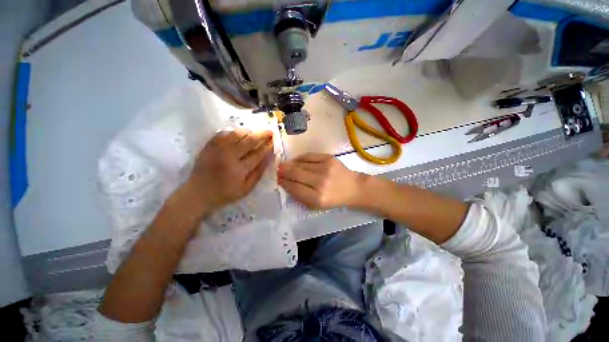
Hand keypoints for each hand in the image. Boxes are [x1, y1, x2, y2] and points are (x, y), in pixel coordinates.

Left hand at [185, 129, 273, 210]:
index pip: (257, 154)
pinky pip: (224, 133)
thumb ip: (258, 172)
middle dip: (261, 135)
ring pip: (237, 133)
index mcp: (238, 170)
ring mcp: (217, 149)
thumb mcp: (246, 189)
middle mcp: (228, 156)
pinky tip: (240, 134)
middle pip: (248, 140)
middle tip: (270, 132)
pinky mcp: (209, 145)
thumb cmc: (225, 193)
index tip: (274, 141)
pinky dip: (234, 131)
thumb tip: (269, 157)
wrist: (198, 193)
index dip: (267, 146)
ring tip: (255, 133)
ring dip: (249, 132)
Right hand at [277, 153, 365, 209]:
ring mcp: (325, 168)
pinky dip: (299, 158)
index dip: (284, 183)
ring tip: (283, 165)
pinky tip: (295, 161)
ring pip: (300, 164)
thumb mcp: (317, 205)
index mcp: (317, 198)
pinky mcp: (328, 158)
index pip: (294, 188)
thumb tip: (286, 183)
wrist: (353, 187)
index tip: (279, 180)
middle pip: (295, 174)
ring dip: (289, 165)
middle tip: (278, 171)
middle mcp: (320, 182)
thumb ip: (300, 196)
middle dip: (284, 172)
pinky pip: (308, 156)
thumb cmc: (334, 199)